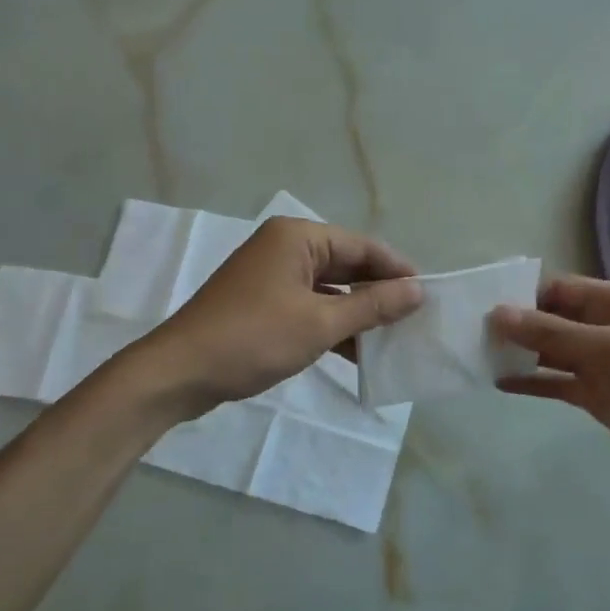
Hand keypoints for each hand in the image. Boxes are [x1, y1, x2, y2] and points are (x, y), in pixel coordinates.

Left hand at [126, 217, 422, 417]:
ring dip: (357, 312)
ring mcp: (271, 276)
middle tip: (415, 318)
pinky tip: (358, 351)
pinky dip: (332, 325)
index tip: (429, 294)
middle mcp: (285, 248)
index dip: (397, 270)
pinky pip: (309, 306)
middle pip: (346, 264)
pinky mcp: (262, 303)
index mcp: (298, 237)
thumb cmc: (254, 338)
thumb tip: (418, 291)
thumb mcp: (320, 323)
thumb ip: (372, 306)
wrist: (180, 373)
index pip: (362, 246)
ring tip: (394, 338)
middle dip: (378, 292)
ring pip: (329, 288)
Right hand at [491, 275, 609, 496]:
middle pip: (550, 319)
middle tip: (470, 336)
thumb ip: (551, 332)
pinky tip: (500, 385)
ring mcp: (599, 364)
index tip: (482, 309)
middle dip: (515, 326)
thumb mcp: (607, 349)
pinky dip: (531, 382)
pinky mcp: (596, 396)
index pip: (557, 290)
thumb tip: (497, 314)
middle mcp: (603, 328)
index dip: (522, 297)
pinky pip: (555, 382)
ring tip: (477, 358)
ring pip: (549, 351)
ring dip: (519, 354)